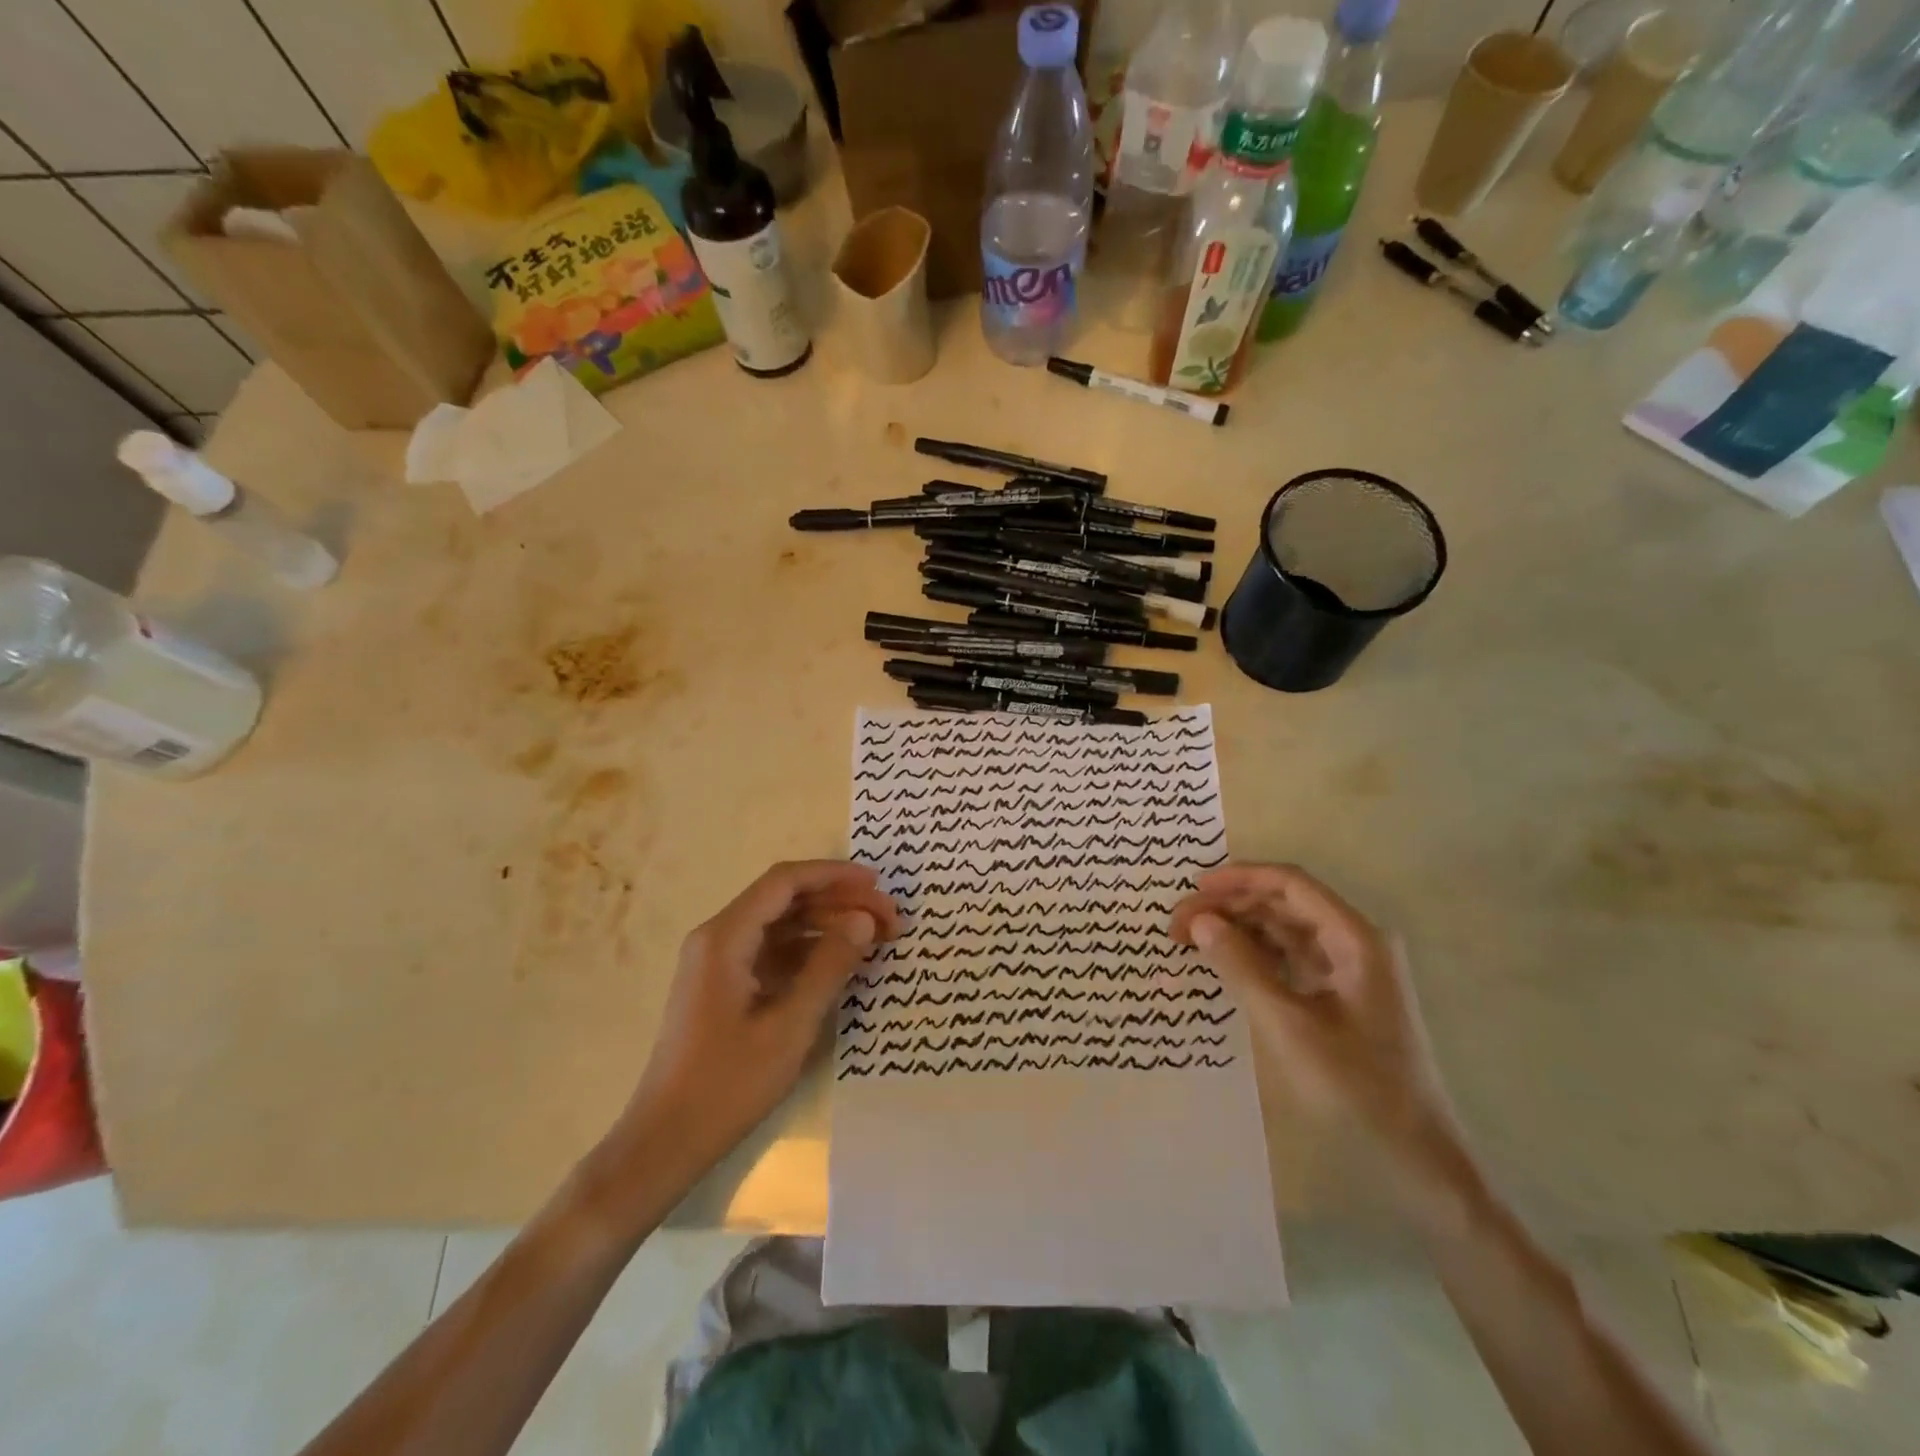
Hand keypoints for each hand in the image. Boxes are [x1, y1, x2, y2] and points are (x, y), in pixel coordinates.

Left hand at [622, 861, 900, 1177]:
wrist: (665, 1142)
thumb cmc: (726, 1085)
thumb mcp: (789, 1026)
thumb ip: (829, 966)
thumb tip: (864, 921)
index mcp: (725, 938)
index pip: (785, 881)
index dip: (834, 875)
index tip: (878, 884)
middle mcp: (718, 937)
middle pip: (786, 899)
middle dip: (839, 902)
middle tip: (889, 919)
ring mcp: (719, 961)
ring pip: (782, 924)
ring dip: (828, 925)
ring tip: (875, 938)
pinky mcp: (725, 984)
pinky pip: (773, 951)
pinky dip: (809, 950)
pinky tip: (842, 963)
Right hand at [1169, 864, 1471, 1214]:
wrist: (1417, 1160)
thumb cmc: (1356, 1088)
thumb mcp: (1288, 1026)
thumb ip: (1241, 967)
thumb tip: (1200, 922)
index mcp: (1355, 939)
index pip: (1290, 884)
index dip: (1238, 879)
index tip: (1192, 888)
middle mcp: (1355, 943)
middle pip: (1284, 905)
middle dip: (1230, 907)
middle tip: (1179, 925)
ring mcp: (1350, 970)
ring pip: (1285, 931)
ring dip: (1239, 930)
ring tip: (1192, 942)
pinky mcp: (1342, 996)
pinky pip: (1291, 959)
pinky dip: (1255, 957)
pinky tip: (1224, 965)